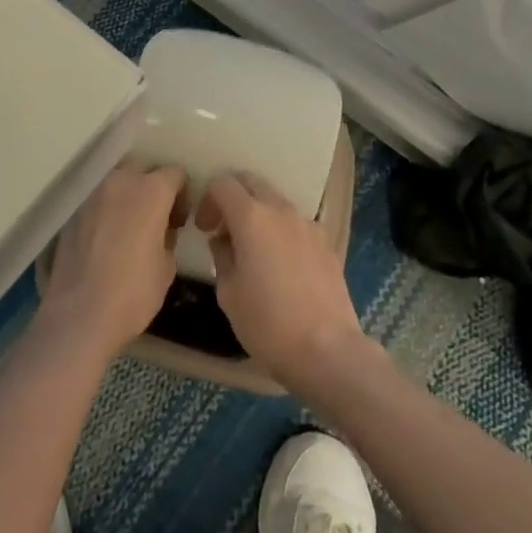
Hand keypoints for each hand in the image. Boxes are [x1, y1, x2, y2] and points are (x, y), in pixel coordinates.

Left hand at [40, 164, 187, 356]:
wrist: (79, 314)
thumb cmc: (133, 292)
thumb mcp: (167, 267)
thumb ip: (168, 236)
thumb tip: (161, 230)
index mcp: (151, 190)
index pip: (175, 174)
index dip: (182, 194)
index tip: (179, 219)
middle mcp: (120, 180)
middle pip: (143, 171)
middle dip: (152, 189)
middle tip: (154, 220)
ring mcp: (92, 192)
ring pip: (116, 182)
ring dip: (126, 197)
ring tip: (127, 228)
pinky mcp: (71, 209)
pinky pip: (96, 200)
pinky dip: (104, 210)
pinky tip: (104, 238)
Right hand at [196, 175, 370, 401]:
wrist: (327, 350)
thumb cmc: (267, 323)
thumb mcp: (228, 293)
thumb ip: (221, 256)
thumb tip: (223, 241)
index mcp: (251, 217)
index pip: (223, 184)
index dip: (208, 200)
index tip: (204, 228)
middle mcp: (280, 210)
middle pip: (251, 182)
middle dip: (233, 197)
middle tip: (224, 228)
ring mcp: (307, 224)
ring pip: (276, 201)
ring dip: (259, 213)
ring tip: (254, 248)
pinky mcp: (326, 242)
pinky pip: (296, 223)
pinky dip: (281, 230)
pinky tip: (281, 264)